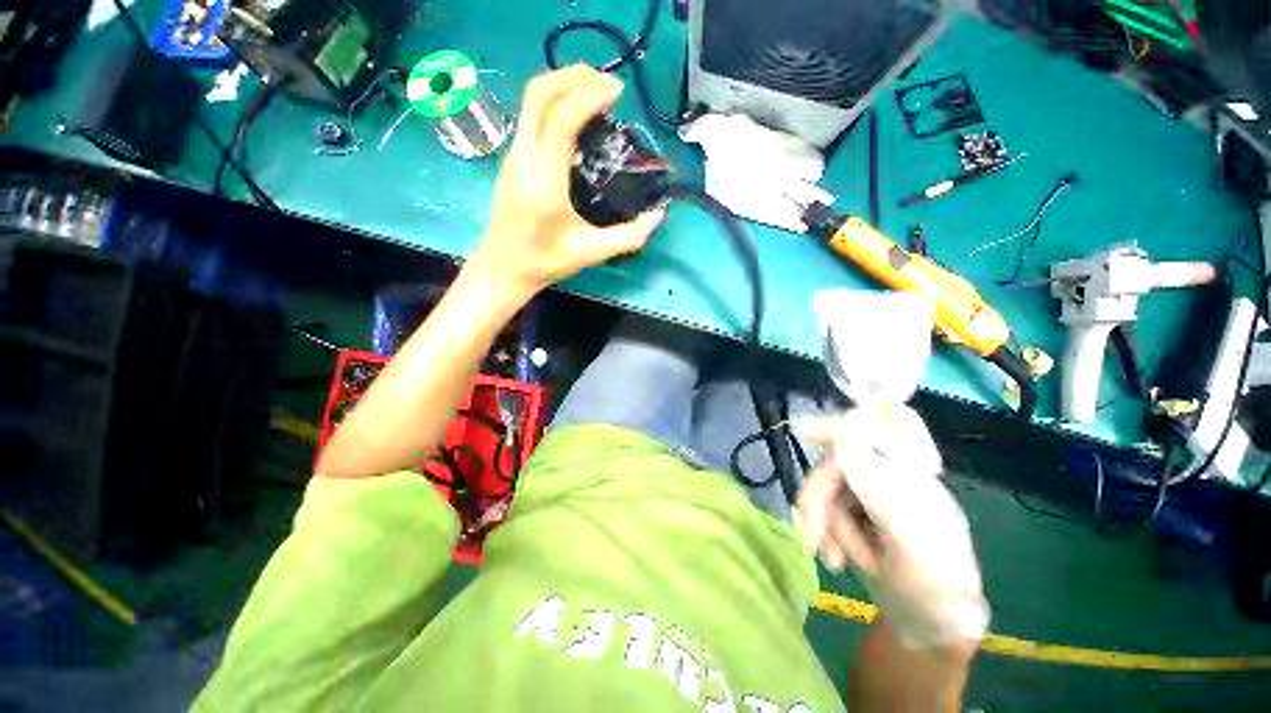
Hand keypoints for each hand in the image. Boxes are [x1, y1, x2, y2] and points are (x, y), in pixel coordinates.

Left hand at [468, 64, 665, 295]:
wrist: (504, 267)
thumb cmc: (546, 262)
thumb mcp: (592, 253)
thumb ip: (629, 236)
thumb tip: (658, 215)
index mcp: (544, 185)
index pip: (560, 123)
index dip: (588, 97)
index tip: (616, 92)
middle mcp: (522, 161)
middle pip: (538, 96)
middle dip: (573, 77)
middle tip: (606, 83)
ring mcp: (512, 157)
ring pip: (530, 102)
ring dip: (562, 86)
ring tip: (594, 91)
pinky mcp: (510, 160)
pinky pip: (530, 117)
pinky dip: (553, 103)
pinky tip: (574, 117)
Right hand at [796, 410, 988, 651]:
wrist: (926, 627)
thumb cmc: (932, 586)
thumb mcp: (909, 536)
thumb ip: (876, 481)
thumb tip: (846, 428)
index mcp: (909, 474)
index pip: (870, 430)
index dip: (835, 425)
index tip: (802, 432)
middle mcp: (887, 477)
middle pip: (834, 464)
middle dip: (818, 498)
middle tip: (810, 534)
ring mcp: (869, 496)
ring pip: (824, 488)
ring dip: (820, 523)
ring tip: (834, 559)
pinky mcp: (855, 514)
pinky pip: (823, 509)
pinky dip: (821, 531)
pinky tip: (832, 557)